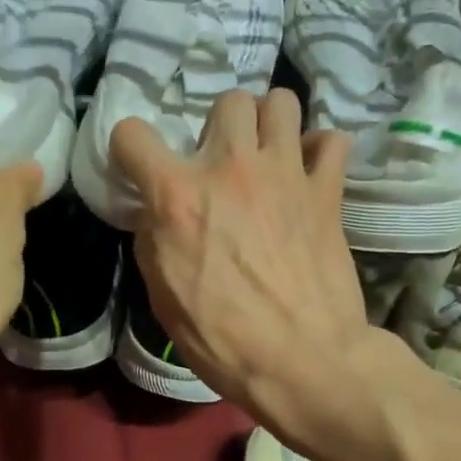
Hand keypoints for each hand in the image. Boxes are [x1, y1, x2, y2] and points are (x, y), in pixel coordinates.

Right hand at [111, 88, 390, 442]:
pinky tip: (308, 173)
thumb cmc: (222, 338)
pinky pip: (331, 140)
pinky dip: (318, 150)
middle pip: (226, 100)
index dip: (129, 148)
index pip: (133, 135)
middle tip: (220, 162)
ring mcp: (285, 173)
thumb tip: (160, 213)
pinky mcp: (327, 191)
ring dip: (269, 123)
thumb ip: (155, 238)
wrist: (302, 360)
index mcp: (178, 196)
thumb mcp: (162, 294)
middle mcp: (231, 168)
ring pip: (281, 102)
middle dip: (218, 126)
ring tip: (266, 154)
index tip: (139, 166)